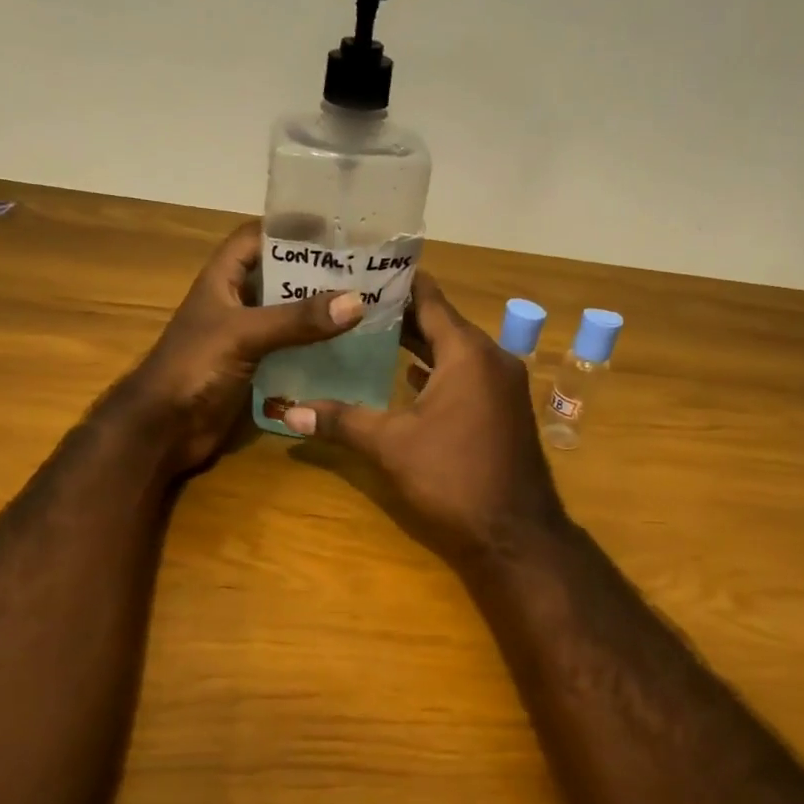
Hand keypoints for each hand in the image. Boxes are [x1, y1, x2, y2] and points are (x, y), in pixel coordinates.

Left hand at [105, 221, 365, 473]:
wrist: (164, 429)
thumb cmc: (193, 368)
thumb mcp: (244, 334)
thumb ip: (297, 319)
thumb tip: (356, 301)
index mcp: (222, 280)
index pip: (257, 238)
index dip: (290, 228)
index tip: (335, 226)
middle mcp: (236, 303)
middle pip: (280, 276)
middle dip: (317, 271)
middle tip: (364, 267)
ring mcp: (246, 337)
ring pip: (289, 315)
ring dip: (320, 311)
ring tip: (365, 302)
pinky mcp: (256, 368)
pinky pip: (291, 349)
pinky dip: (315, 346)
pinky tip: (348, 346)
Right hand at [281, 273, 565, 562]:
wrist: (515, 534)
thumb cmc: (453, 478)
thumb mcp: (391, 446)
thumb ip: (341, 421)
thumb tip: (288, 411)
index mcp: (468, 353)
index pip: (428, 299)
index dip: (395, 284)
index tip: (359, 269)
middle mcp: (491, 358)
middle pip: (440, 323)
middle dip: (399, 314)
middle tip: (352, 304)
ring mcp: (502, 385)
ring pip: (454, 351)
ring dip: (417, 343)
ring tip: (369, 335)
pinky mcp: (503, 410)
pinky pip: (466, 375)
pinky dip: (437, 371)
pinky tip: (407, 377)